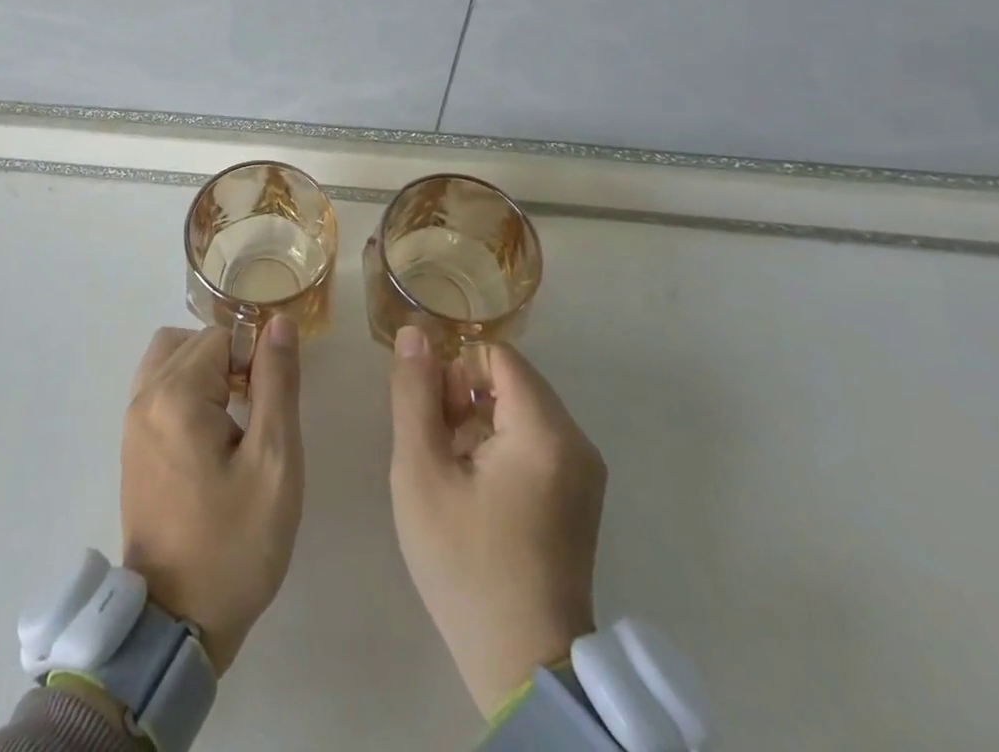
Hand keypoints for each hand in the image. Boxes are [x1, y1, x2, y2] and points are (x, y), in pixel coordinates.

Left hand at [120, 319, 303, 672]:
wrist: (177, 622)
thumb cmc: (234, 543)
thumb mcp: (273, 463)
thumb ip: (277, 384)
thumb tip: (278, 323)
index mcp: (175, 395)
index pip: (221, 337)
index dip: (254, 360)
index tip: (269, 406)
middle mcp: (144, 396)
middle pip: (193, 342)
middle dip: (230, 362)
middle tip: (257, 412)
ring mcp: (131, 420)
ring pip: (171, 358)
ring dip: (206, 371)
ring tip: (236, 417)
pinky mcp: (131, 443)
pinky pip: (158, 387)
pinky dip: (186, 390)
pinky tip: (211, 433)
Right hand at [388, 328, 606, 717]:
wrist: (523, 667)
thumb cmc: (466, 564)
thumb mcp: (421, 472)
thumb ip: (414, 394)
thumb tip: (415, 332)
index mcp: (545, 431)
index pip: (495, 355)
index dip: (454, 374)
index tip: (435, 421)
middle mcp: (577, 441)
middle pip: (510, 380)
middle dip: (465, 398)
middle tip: (439, 450)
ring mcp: (584, 471)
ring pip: (520, 408)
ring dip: (479, 423)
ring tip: (454, 475)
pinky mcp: (580, 495)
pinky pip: (535, 439)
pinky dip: (501, 446)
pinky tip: (477, 492)